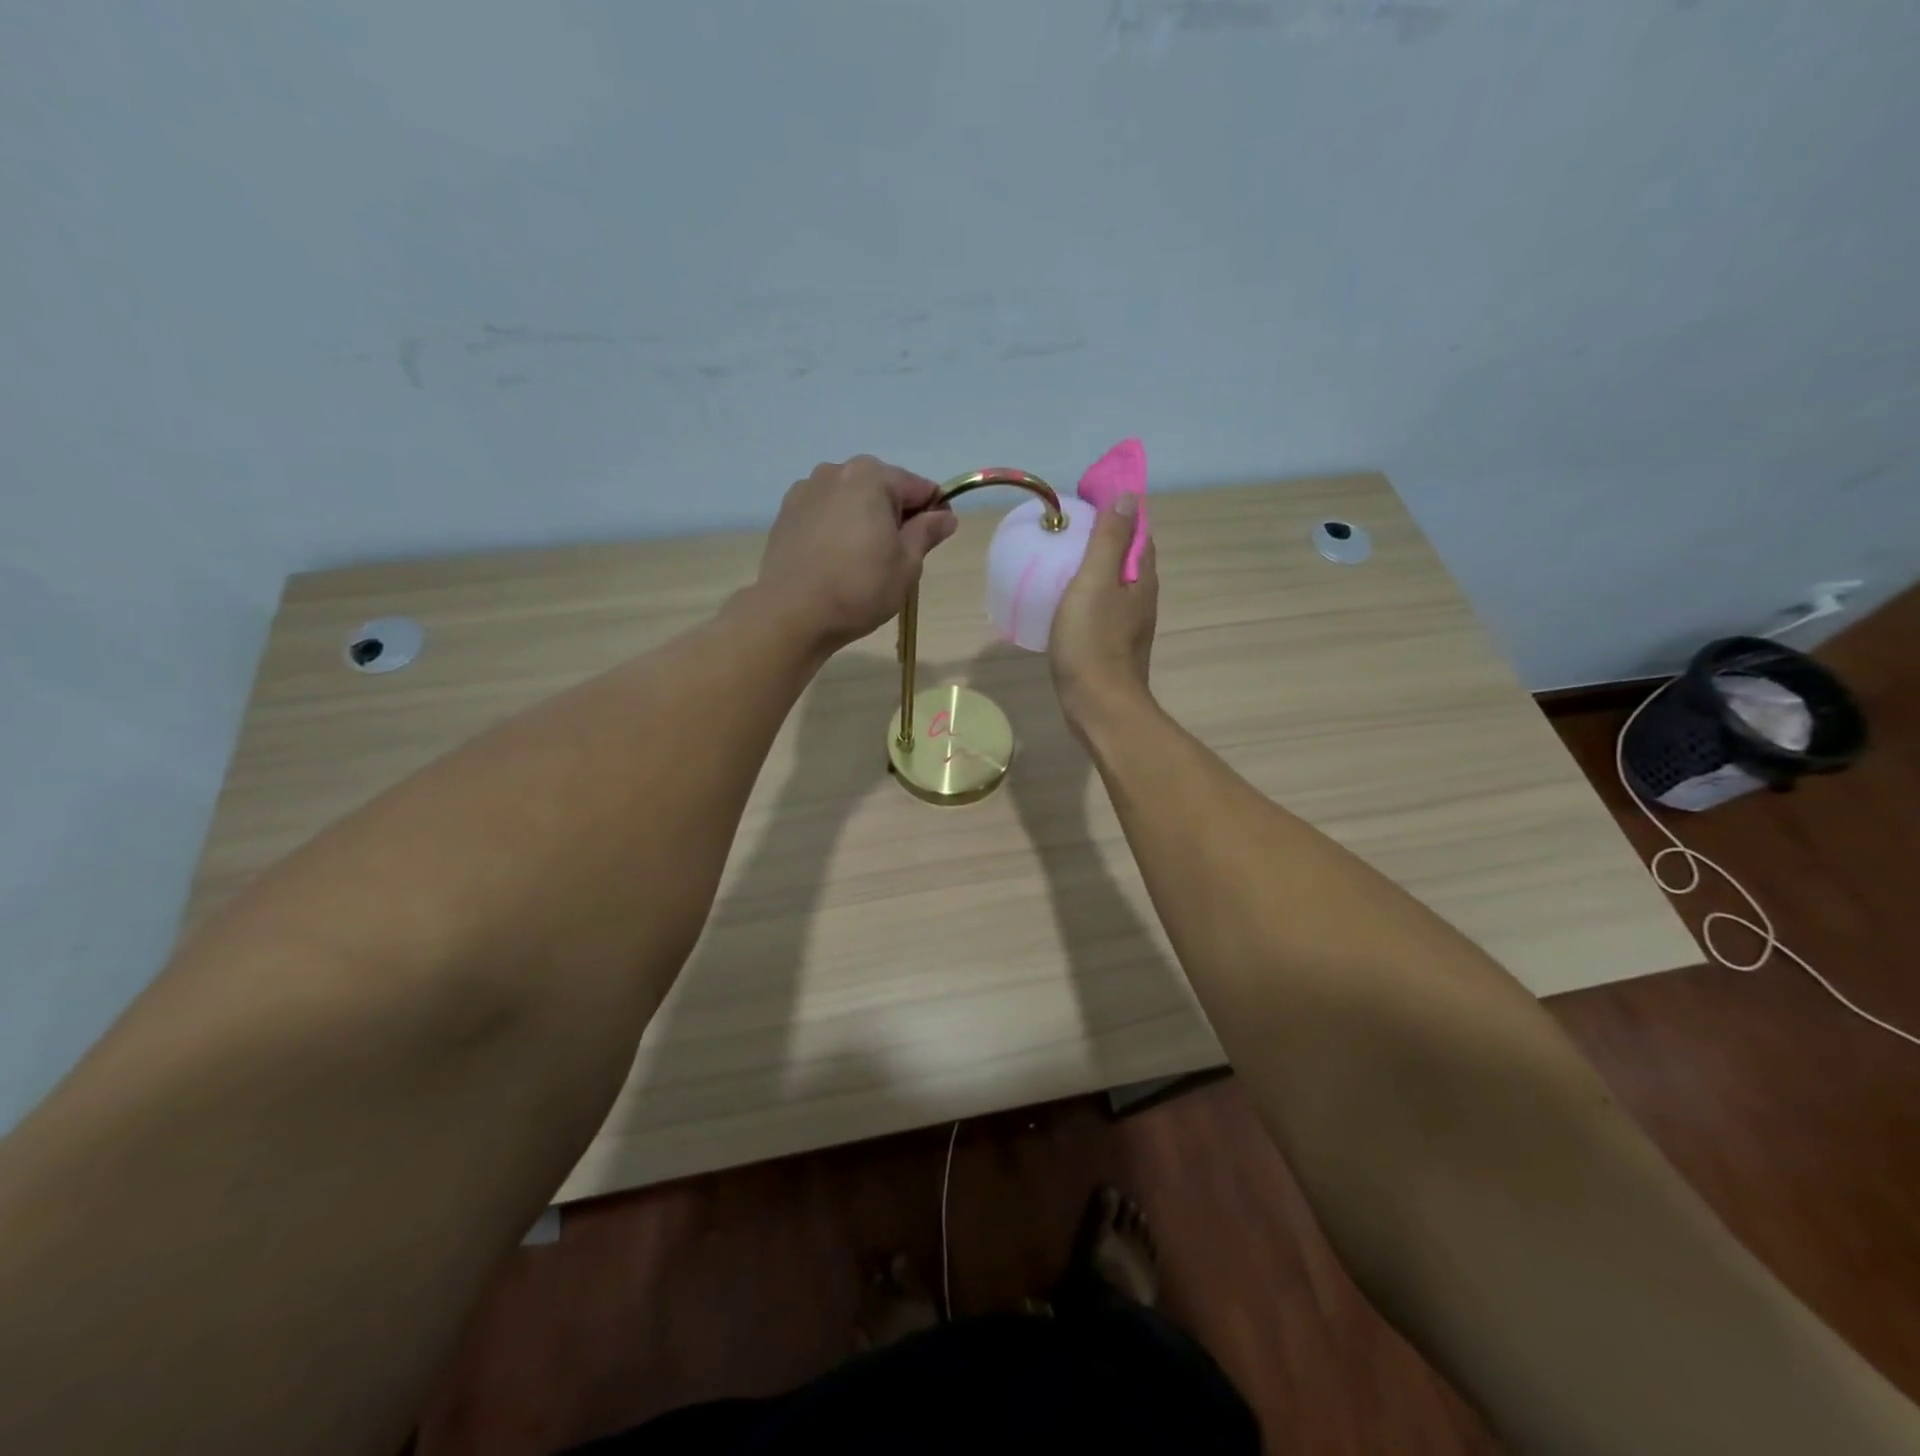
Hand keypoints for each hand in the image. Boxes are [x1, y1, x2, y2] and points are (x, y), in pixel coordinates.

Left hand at [754, 456, 957, 652]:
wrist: (791, 614)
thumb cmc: (859, 588)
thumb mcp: (906, 564)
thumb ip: (927, 532)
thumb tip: (945, 516)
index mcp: (871, 476)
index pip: (919, 487)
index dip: (933, 513)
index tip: (934, 542)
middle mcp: (836, 471)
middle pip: (881, 489)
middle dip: (895, 516)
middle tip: (897, 558)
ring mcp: (806, 490)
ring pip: (850, 501)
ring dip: (864, 521)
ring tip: (862, 562)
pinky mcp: (786, 513)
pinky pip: (825, 514)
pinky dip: (837, 529)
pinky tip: (835, 561)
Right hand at [1048, 495, 1157, 731]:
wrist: (1098, 705)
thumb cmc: (1093, 641)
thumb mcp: (1095, 581)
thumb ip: (1109, 540)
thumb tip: (1129, 497)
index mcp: (1141, 578)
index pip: (1138, 532)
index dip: (1118, 512)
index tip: (1087, 501)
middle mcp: (1142, 598)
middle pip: (1127, 558)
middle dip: (1105, 540)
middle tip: (1068, 530)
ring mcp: (1128, 625)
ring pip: (1114, 585)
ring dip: (1094, 569)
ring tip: (1060, 561)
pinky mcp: (1112, 646)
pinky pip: (1101, 609)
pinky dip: (1086, 596)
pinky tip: (1064, 602)